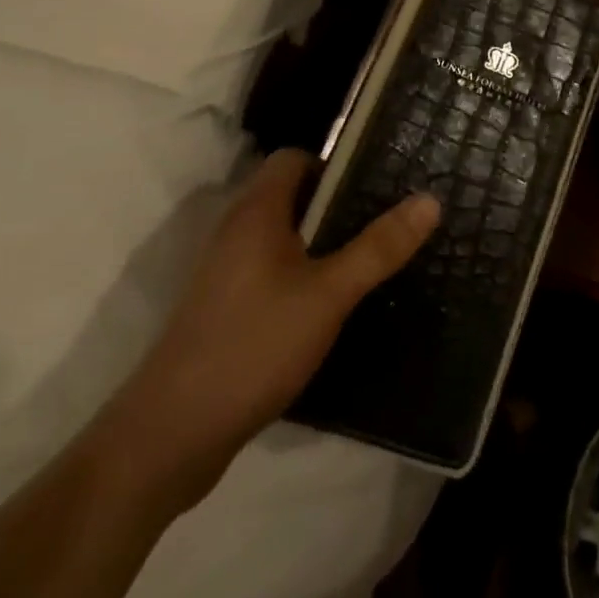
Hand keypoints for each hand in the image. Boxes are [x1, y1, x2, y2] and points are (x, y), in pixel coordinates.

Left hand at [95, 149, 437, 508]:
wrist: (168, 440)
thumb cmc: (252, 346)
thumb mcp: (329, 294)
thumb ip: (379, 247)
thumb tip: (430, 199)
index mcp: (256, 212)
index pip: (294, 157)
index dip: (335, 161)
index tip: (379, 180)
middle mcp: (236, 232)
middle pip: (292, 196)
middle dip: (339, 203)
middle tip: (389, 216)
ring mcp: (226, 275)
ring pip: (284, 237)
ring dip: (323, 241)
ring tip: (372, 255)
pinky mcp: (225, 311)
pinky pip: (273, 271)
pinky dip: (304, 274)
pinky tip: (334, 302)